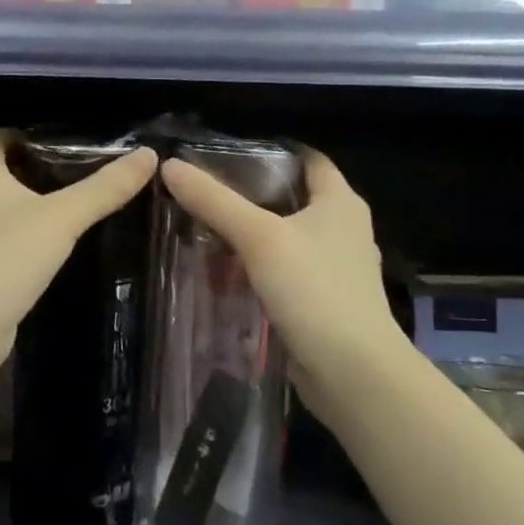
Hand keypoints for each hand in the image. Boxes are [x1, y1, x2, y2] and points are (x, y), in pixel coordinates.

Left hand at [0, 129, 157, 395]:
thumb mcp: (63, 217)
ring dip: (28, 207)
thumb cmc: (7, 256)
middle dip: (34, 170)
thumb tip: (148, 155)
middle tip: (79, 173)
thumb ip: (105, 188)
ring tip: (70, 209)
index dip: (27, 134)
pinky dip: (21, 239)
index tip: (64, 141)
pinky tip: (50, 249)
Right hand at [159, 149, 408, 423]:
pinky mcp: (325, 301)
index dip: (271, 151)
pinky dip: (260, 268)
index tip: (227, 153)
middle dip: (252, 194)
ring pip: (287, 238)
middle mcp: (344, 229)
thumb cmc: (314, 290)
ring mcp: (336, 268)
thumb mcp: (258, 238)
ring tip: (208, 229)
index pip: (308, 159)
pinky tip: (227, 273)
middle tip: (207, 191)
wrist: (352, 373)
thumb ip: (214, 201)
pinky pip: (287, 272)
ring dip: (253, 234)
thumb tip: (170, 165)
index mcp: (340, 202)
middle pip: (293, 197)